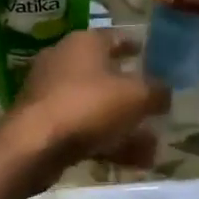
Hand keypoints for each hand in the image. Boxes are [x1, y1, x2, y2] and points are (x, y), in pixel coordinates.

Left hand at [0, 30, 168, 180]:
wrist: (33, 145)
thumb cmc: (88, 106)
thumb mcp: (136, 96)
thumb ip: (157, 91)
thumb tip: (165, 92)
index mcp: (85, 42)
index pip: (118, 37)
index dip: (139, 46)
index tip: (155, 57)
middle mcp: (65, 59)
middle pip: (107, 73)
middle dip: (134, 94)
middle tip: (156, 108)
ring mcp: (51, 91)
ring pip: (97, 105)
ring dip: (125, 124)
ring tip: (152, 146)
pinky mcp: (44, 121)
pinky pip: (84, 127)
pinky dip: (107, 140)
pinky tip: (134, 162)